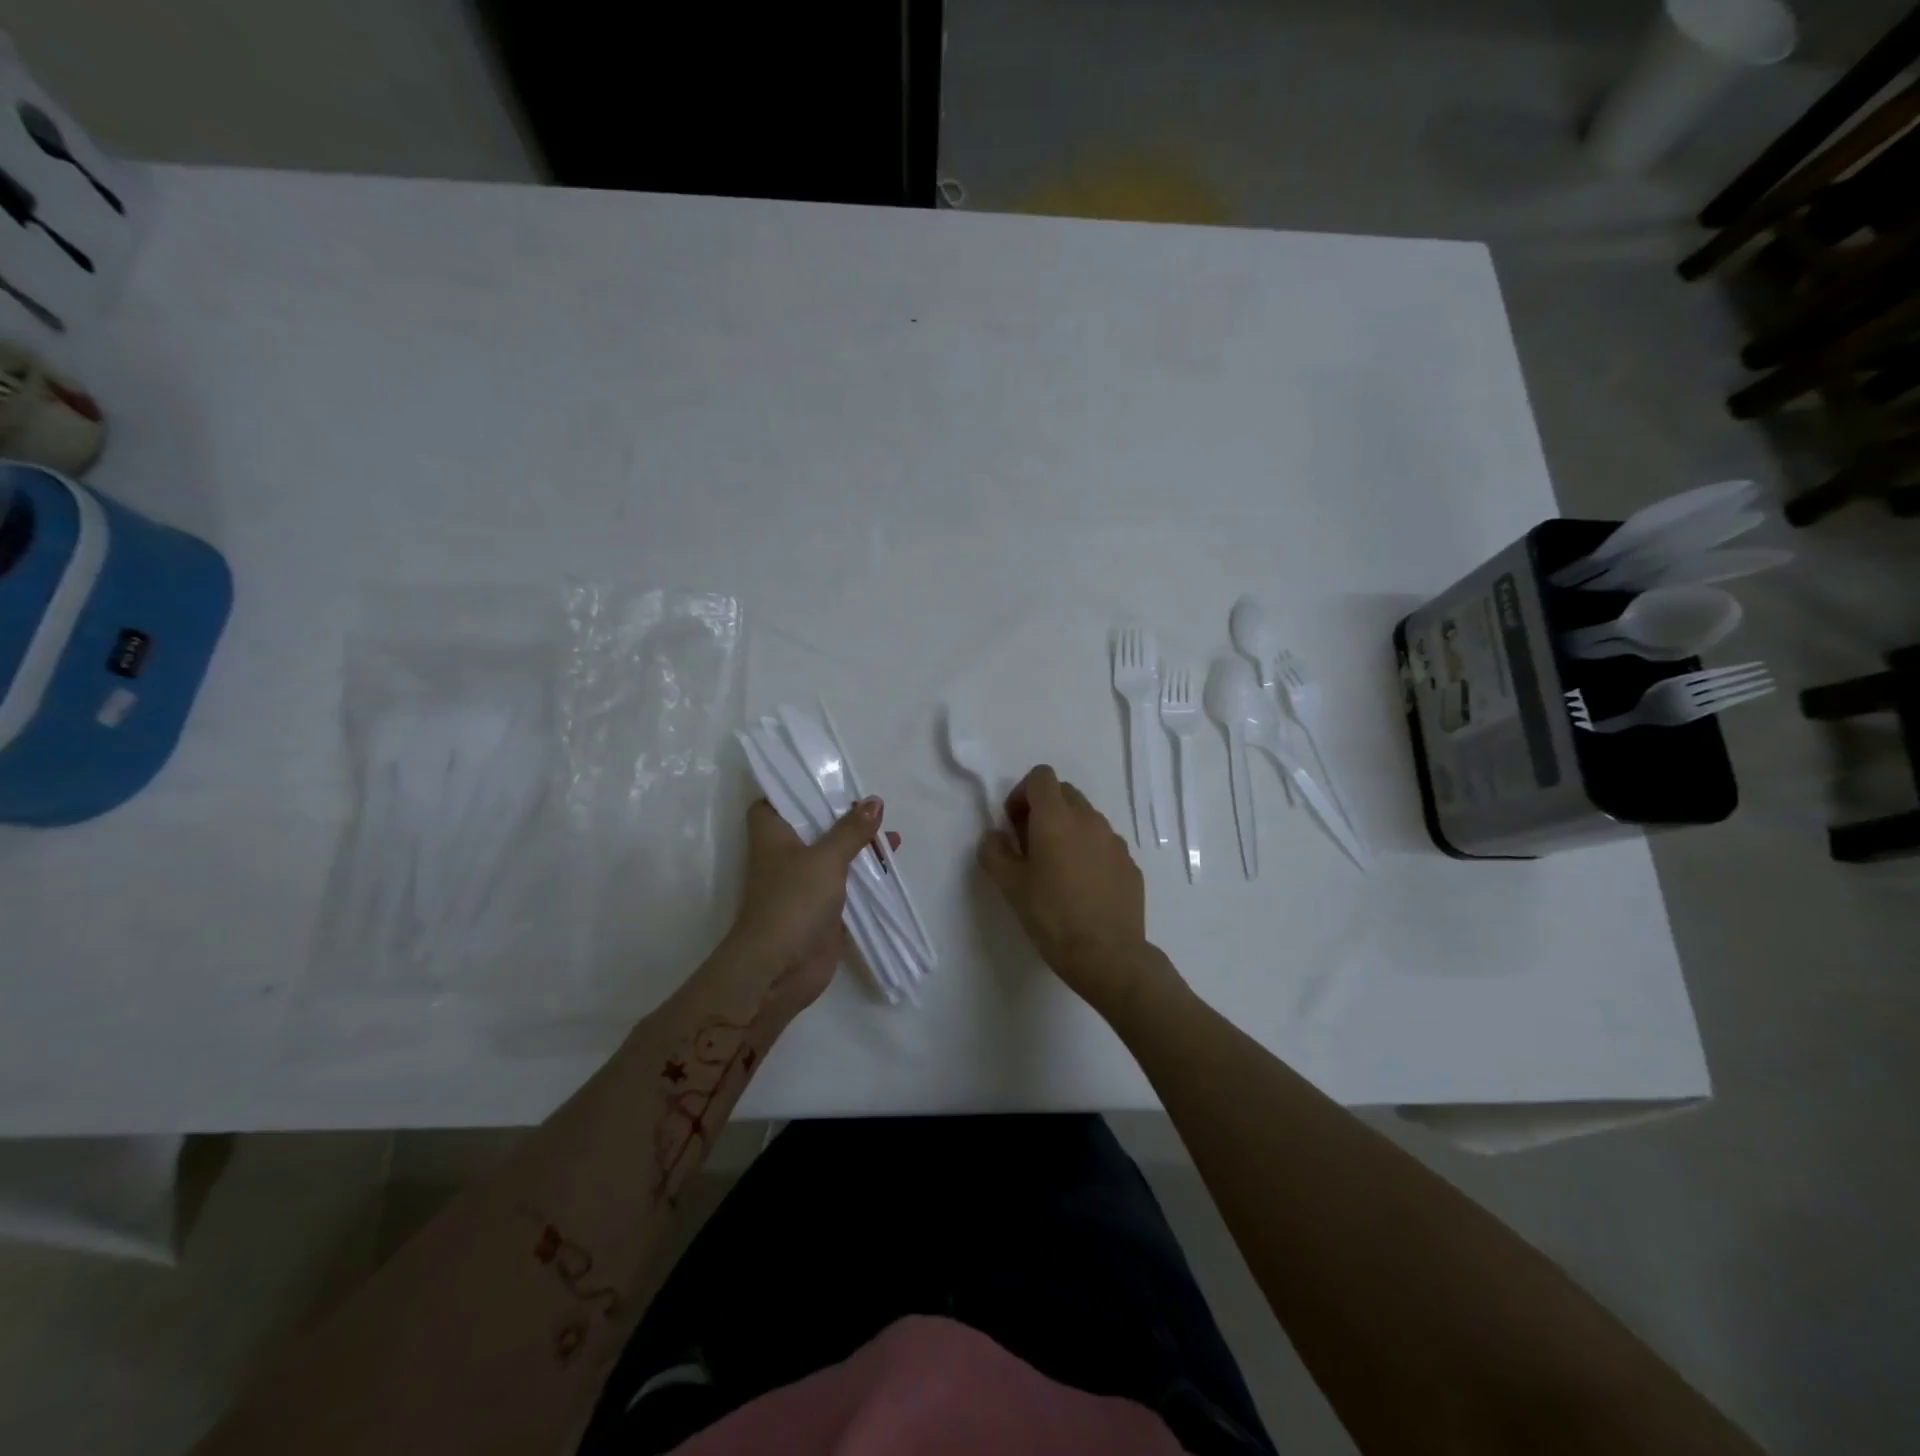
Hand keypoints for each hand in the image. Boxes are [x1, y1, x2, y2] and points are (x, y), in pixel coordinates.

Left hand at [727, 796, 889, 1017]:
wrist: (778, 969)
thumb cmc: (793, 901)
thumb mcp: (826, 858)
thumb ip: (852, 830)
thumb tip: (874, 801)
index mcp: (773, 833)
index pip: (778, 799)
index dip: (799, 788)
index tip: (830, 779)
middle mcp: (785, 853)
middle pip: (814, 825)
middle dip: (843, 816)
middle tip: (873, 805)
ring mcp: (803, 882)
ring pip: (833, 854)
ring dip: (859, 845)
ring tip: (891, 834)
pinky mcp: (821, 907)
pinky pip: (846, 883)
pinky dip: (866, 874)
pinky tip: (891, 866)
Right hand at [978, 765, 1166, 1010]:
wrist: (1107, 955)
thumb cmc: (1051, 915)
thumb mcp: (1009, 885)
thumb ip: (994, 852)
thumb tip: (994, 836)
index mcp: (1056, 817)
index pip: (1041, 776)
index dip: (1022, 793)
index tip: (1014, 824)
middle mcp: (1089, 819)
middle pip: (1064, 793)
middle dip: (1044, 809)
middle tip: (1030, 845)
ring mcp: (1114, 841)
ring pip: (1086, 819)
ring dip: (1068, 830)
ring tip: (1057, 869)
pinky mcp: (1130, 864)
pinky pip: (1104, 845)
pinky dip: (1089, 853)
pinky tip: (1083, 888)